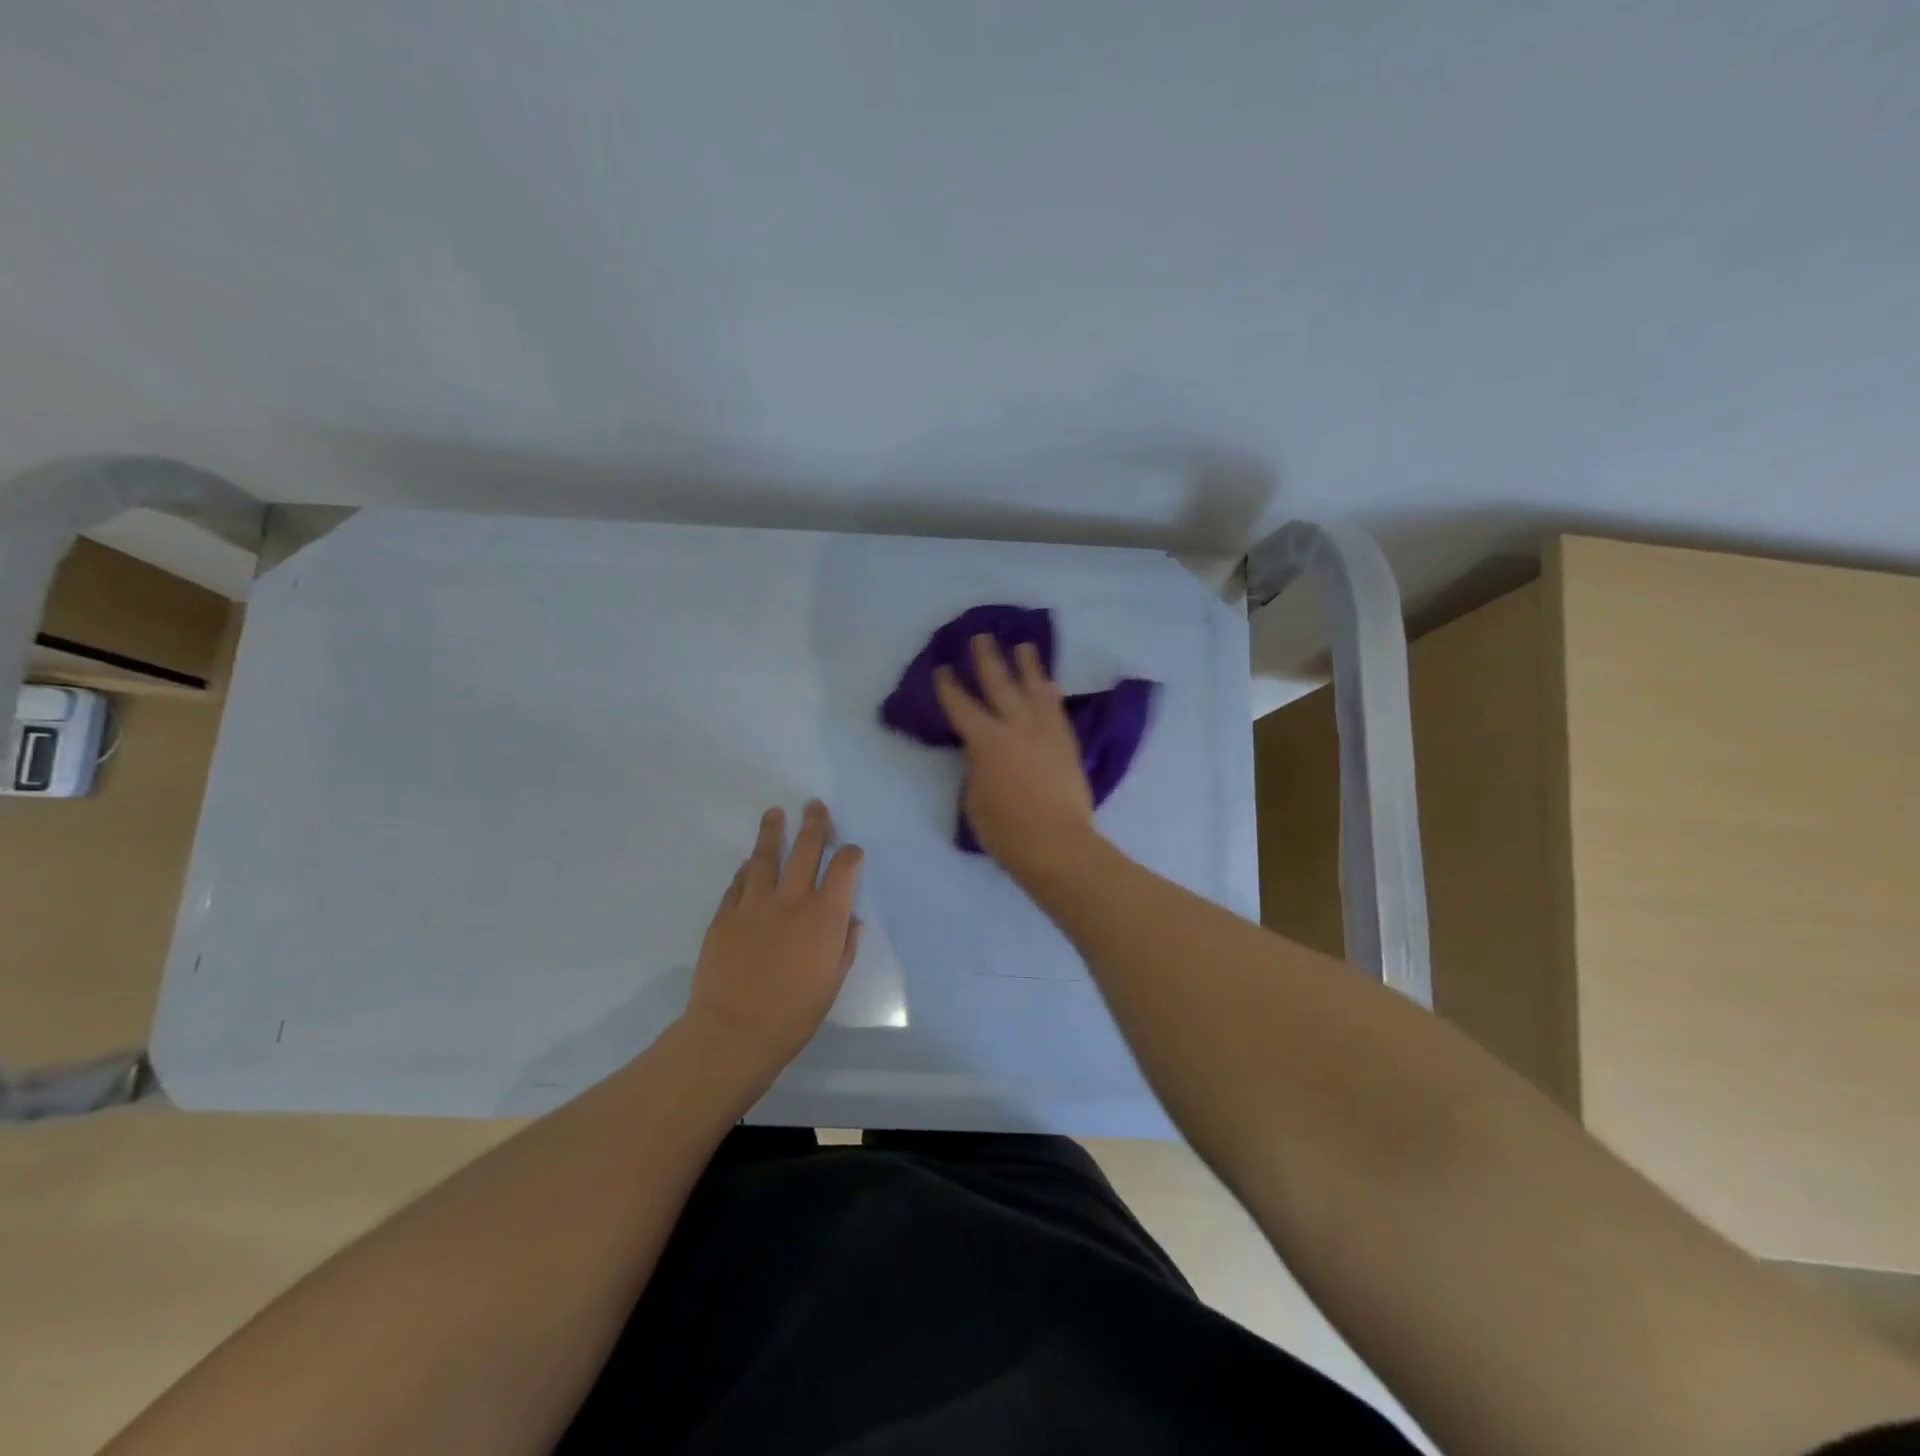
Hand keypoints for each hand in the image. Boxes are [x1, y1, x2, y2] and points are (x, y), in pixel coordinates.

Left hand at [682, 802, 862, 1075]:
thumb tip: (851, 920)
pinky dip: (747, 869)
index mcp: (825, 916)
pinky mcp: (725, 914)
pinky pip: (739, 882)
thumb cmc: (794, 1013)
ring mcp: (755, 903)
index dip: (850, 854)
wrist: (734, 1031)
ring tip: (775, 813)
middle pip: (806, 849)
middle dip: (814, 825)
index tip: (851, 851)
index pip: (844, 869)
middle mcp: (792, 900)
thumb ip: (844, 945)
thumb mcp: (832, 982)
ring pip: (765, 856)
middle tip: (814, 806)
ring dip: (773, 832)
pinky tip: (749, 862)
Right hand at [934, 635, 1097, 878]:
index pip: (962, 707)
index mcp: (986, 741)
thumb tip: (983, 755)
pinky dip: (1050, 694)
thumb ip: (977, 768)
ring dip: (1028, 666)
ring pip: (1036, 689)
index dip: (949, 687)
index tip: (943, 668)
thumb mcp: (974, 798)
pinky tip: (1049, 685)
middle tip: (981, 637)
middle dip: (988, 659)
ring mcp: (1046, 733)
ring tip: (1024, 646)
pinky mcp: (1067, 745)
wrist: (1058, 844)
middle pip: (1000, 685)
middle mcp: (1017, 727)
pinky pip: (1057, 710)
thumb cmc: (1006, 830)